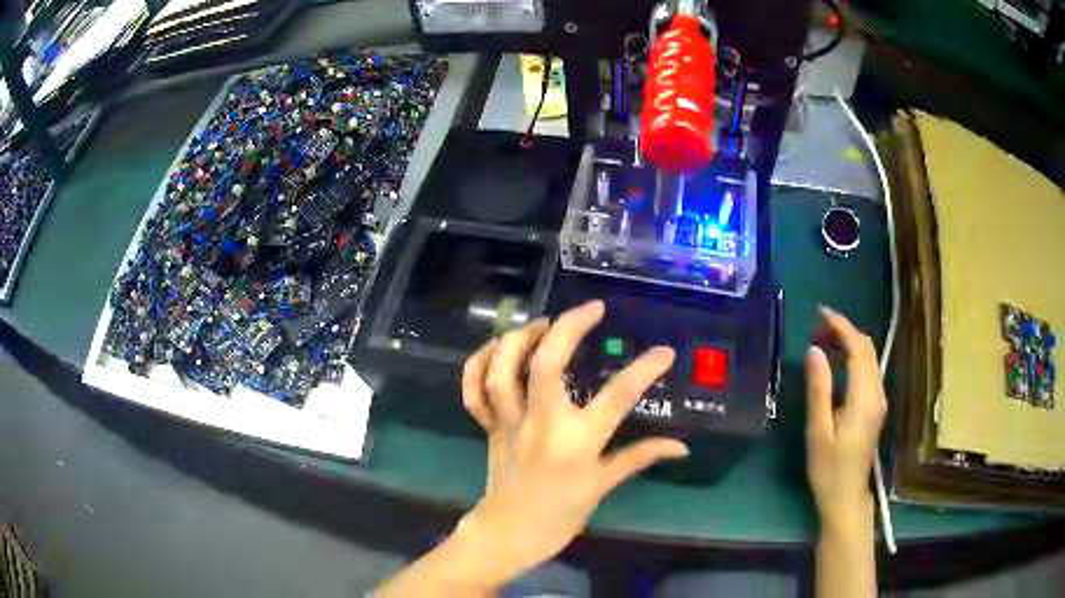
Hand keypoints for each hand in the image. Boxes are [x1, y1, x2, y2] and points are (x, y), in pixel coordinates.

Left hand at [456, 300, 688, 586]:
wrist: (509, 533)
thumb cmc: (560, 515)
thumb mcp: (603, 486)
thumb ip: (640, 457)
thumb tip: (681, 446)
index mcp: (576, 442)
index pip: (617, 397)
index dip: (644, 370)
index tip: (664, 352)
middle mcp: (541, 424)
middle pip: (546, 364)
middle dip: (569, 327)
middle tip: (592, 309)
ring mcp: (509, 422)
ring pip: (503, 370)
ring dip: (520, 338)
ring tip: (543, 324)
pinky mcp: (488, 425)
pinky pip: (473, 389)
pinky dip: (478, 363)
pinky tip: (498, 348)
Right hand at [804, 306, 886, 530]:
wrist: (847, 497)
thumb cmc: (828, 469)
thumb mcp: (818, 431)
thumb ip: (819, 389)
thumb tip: (814, 350)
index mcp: (864, 398)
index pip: (859, 349)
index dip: (841, 326)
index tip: (820, 313)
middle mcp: (877, 393)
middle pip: (867, 349)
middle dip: (845, 330)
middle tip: (817, 326)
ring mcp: (879, 400)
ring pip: (870, 358)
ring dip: (850, 343)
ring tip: (823, 340)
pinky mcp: (875, 407)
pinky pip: (868, 371)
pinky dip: (854, 357)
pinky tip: (836, 363)